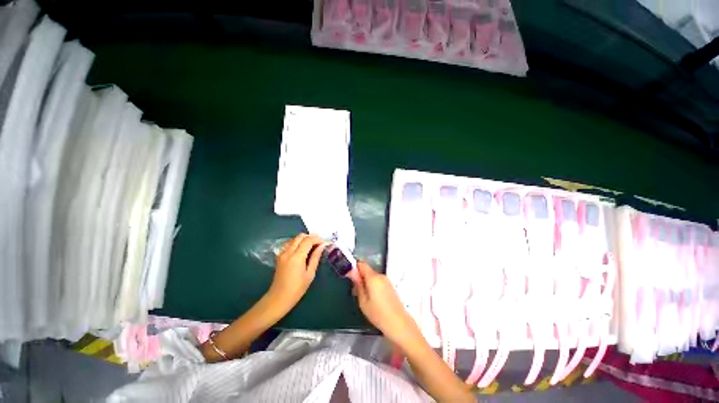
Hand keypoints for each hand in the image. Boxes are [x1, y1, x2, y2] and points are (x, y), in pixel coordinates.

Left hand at [269, 233, 325, 311]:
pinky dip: (297, 242)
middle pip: (300, 237)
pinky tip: (303, 248)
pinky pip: (289, 243)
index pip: (308, 241)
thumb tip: (322, 246)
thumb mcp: (310, 274)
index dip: (317, 239)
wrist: (278, 298)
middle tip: (319, 242)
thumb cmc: (297, 289)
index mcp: (296, 257)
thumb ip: (315, 257)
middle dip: (311, 237)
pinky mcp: (279, 256)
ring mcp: (282, 253)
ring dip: (304, 239)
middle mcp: (288, 252)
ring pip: (294, 238)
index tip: (324, 242)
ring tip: (313, 245)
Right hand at [352, 262, 420, 343]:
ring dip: (366, 282)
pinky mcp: (390, 286)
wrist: (399, 324)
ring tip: (364, 298)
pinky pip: (378, 281)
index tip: (349, 276)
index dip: (354, 267)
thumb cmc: (378, 314)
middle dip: (360, 277)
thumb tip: (351, 272)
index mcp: (373, 277)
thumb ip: (357, 284)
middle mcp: (380, 275)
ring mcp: (386, 280)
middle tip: (355, 291)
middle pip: (367, 270)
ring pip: (372, 277)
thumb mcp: (363, 301)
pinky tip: (373, 299)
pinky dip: (373, 286)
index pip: (361, 264)